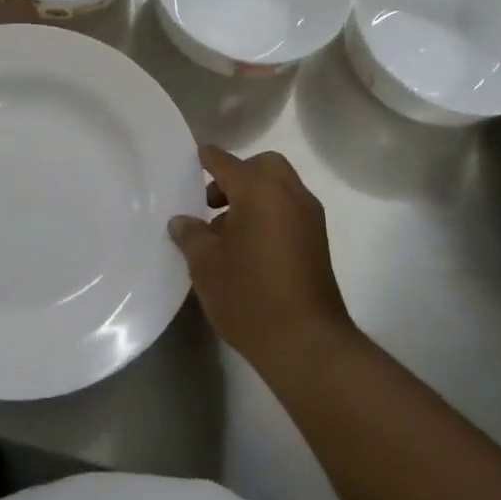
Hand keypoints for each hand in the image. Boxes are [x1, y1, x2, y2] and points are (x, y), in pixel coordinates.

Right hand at [168, 145, 355, 372]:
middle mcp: (289, 195)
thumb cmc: (249, 295)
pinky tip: (248, 247)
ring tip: (226, 231)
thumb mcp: (206, 265)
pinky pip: (289, 210)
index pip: (227, 163)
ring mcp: (309, 219)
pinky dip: (269, 214)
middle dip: (238, 176)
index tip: (196, 156)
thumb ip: (191, 236)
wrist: (307, 343)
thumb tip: (182, 221)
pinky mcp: (318, 243)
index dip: (209, 159)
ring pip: (280, 188)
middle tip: (213, 202)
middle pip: (263, 167)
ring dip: (254, 196)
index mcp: (259, 191)